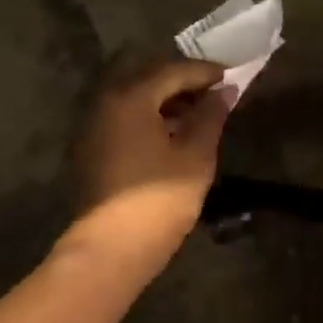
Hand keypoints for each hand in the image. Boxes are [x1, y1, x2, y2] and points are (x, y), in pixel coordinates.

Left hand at [64, 57, 230, 273]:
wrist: (109, 251)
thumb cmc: (158, 200)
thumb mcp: (195, 156)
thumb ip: (210, 117)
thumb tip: (224, 91)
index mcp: (131, 96)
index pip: (173, 70)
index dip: (205, 72)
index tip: (231, 76)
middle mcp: (107, 101)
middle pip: (150, 78)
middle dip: (184, 82)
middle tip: (215, 92)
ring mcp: (94, 125)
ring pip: (136, 98)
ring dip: (166, 100)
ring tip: (199, 114)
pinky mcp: (91, 147)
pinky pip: (125, 118)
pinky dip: (149, 117)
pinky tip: (172, 134)